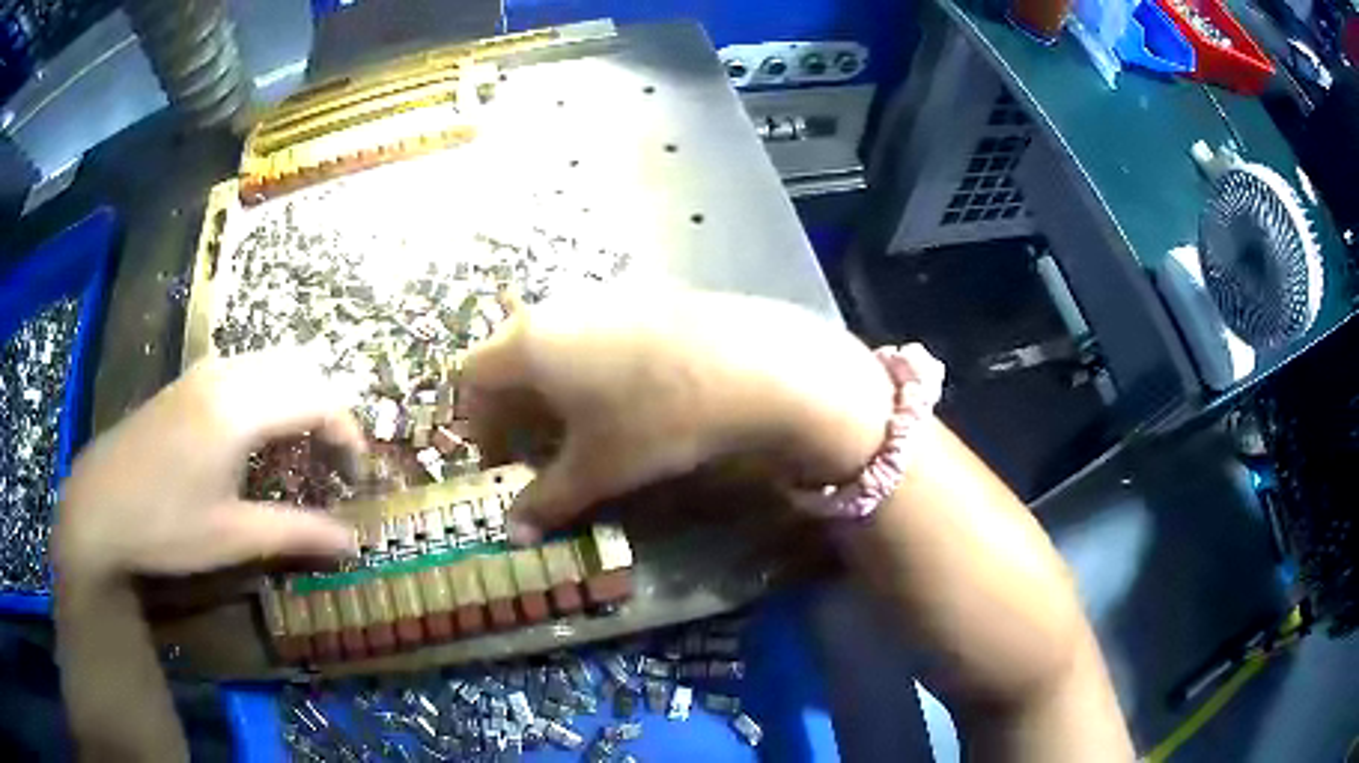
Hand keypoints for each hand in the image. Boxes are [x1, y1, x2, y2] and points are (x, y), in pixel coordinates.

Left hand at [55, 350, 360, 581]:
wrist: (97, 506)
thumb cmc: (163, 526)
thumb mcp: (231, 537)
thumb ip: (296, 533)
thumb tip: (354, 543)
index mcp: (239, 410)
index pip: (318, 400)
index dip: (348, 435)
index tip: (357, 477)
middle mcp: (225, 376)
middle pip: (300, 370)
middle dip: (327, 412)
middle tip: (332, 466)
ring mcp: (202, 374)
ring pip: (272, 364)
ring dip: (297, 400)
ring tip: (299, 454)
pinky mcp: (187, 383)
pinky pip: (245, 370)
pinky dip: (269, 395)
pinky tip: (256, 440)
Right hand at [463, 288, 893, 540]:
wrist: (753, 365)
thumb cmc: (656, 418)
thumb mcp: (597, 468)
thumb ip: (547, 500)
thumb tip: (513, 534)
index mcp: (528, 343)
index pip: (473, 377)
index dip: (479, 424)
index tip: (505, 462)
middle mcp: (556, 308)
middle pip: (511, 355)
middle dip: (515, 407)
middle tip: (541, 449)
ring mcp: (603, 295)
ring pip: (554, 342)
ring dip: (553, 386)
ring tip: (585, 426)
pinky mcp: (645, 294)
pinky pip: (594, 331)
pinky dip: (590, 365)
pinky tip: (629, 396)